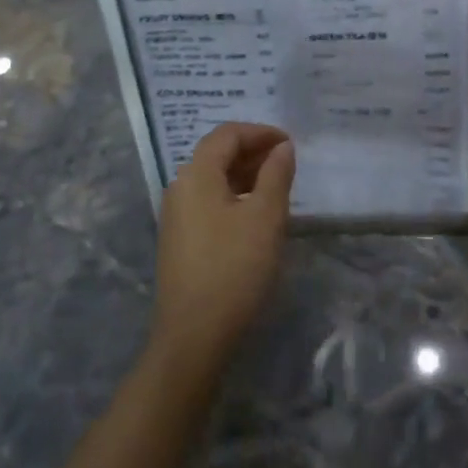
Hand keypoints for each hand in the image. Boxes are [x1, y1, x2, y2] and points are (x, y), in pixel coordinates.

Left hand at [149, 123, 295, 377]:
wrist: (193, 335)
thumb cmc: (234, 268)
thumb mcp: (266, 217)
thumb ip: (276, 174)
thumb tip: (282, 147)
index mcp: (197, 174)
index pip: (227, 134)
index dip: (260, 132)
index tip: (290, 143)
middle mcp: (180, 187)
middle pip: (217, 153)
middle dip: (253, 151)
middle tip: (287, 162)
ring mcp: (176, 215)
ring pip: (213, 179)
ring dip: (245, 174)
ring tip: (277, 185)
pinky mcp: (180, 239)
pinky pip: (209, 201)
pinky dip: (234, 195)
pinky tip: (256, 214)